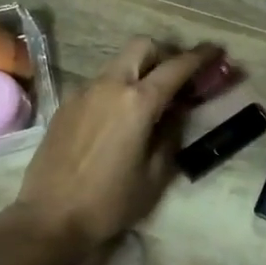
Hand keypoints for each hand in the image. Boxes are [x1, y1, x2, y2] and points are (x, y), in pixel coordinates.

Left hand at [9, 38, 217, 252]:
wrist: (49, 218)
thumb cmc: (109, 202)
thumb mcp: (155, 175)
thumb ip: (171, 134)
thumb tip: (175, 112)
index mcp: (137, 102)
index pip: (176, 67)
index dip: (200, 56)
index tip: (216, 51)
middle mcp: (109, 85)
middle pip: (142, 47)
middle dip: (166, 53)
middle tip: (179, 76)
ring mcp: (83, 92)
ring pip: (119, 63)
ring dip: (140, 70)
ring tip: (151, 100)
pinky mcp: (66, 104)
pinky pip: (100, 83)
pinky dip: (118, 87)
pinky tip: (120, 117)